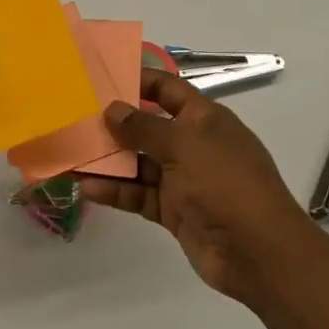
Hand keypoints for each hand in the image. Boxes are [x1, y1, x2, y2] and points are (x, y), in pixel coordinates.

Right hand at [83, 70, 328, 306]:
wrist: (256, 250)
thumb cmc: (224, 183)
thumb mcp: (184, 144)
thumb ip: (144, 126)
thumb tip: (112, 109)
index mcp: (204, 119)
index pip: (168, 89)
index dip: (139, 81)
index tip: (102, 78)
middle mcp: (193, 145)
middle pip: (148, 127)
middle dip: (115, 124)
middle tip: (75, 118)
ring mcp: (183, 179)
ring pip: (139, 163)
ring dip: (109, 160)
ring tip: (73, 154)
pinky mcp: (174, 210)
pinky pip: (139, 194)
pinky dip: (116, 190)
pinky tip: (88, 187)